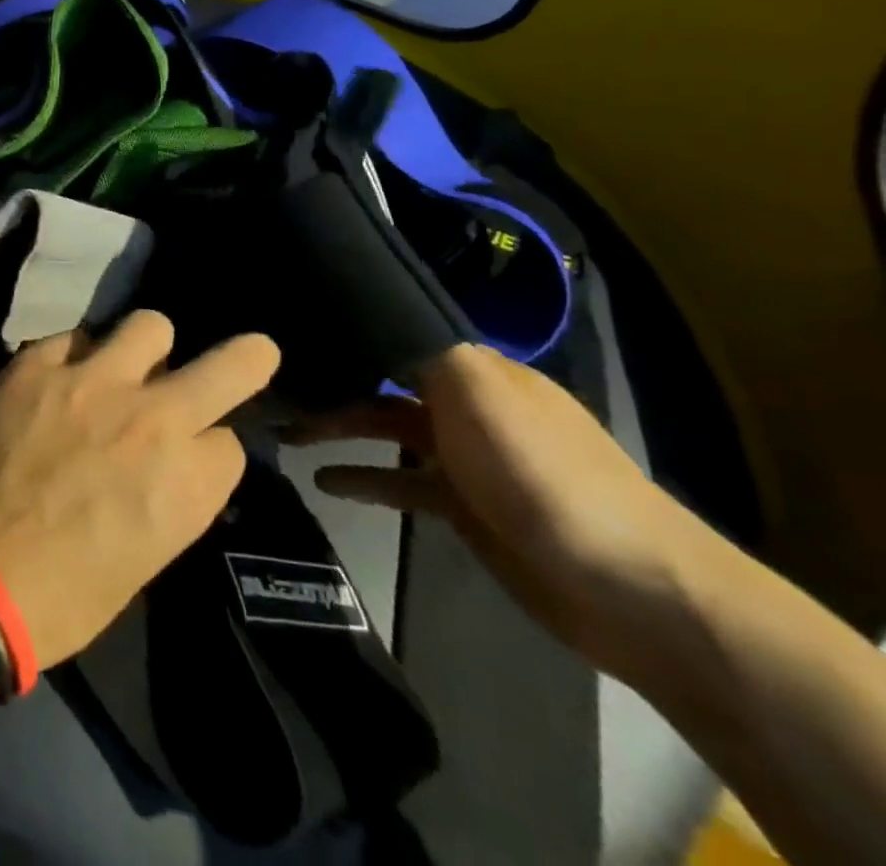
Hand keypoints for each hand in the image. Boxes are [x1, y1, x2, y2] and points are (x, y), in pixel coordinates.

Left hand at [0, 312, 278, 667]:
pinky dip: (76, 356)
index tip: (191, 455)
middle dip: (245, 358)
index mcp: (188, 483)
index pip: (229, 441)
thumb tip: (165, 466)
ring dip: (146, 347)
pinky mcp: (36, 363)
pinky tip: (59, 377)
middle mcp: (153, 419)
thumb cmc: (59, 598)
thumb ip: (167, 500)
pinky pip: (73, 337)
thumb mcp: (141, 562)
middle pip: (229, 364)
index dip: (209, 449)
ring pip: (149, 326)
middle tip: (248, 352)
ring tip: (124, 364)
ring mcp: (92, 380)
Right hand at [290, 343, 704, 675]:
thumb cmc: (542, 472)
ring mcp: (466, 459)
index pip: (399, 335)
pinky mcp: (463, 508)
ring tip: (281, 432)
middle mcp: (468, 406)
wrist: (628, 588)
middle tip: (269, 387)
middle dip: (330, 383)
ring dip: (336, 428)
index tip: (290, 329)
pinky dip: (362, 478)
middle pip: (383, 383)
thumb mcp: (477, 390)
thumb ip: (419, 348)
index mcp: (477, 371)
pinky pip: (399, 483)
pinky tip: (322, 481)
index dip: (347, 331)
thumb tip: (362, 309)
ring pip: (384, 431)